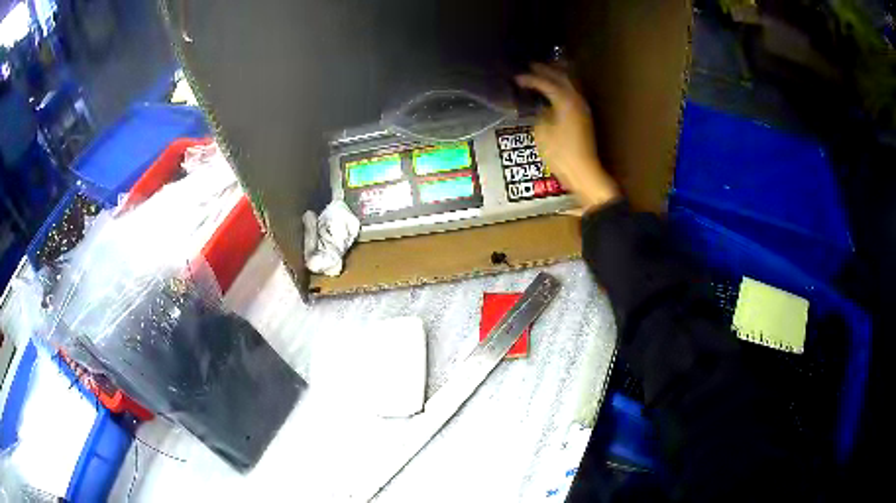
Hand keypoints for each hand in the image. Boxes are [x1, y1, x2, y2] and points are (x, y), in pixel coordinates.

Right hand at [515, 63, 620, 210]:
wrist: (583, 172)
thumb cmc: (560, 153)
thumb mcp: (542, 131)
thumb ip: (541, 113)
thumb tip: (543, 107)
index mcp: (565, 100)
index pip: (546, 83)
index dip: (530, 79)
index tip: (516, 78)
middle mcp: (577, 100)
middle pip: (561, 78)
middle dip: (546, 70)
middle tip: (531, 66)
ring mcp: (583, 108)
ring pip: (570, 84)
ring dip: (556, 77)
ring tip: (542, 73)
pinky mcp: (584, 117)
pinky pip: (572, 94)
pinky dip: (562, 88)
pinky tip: (553, 91)